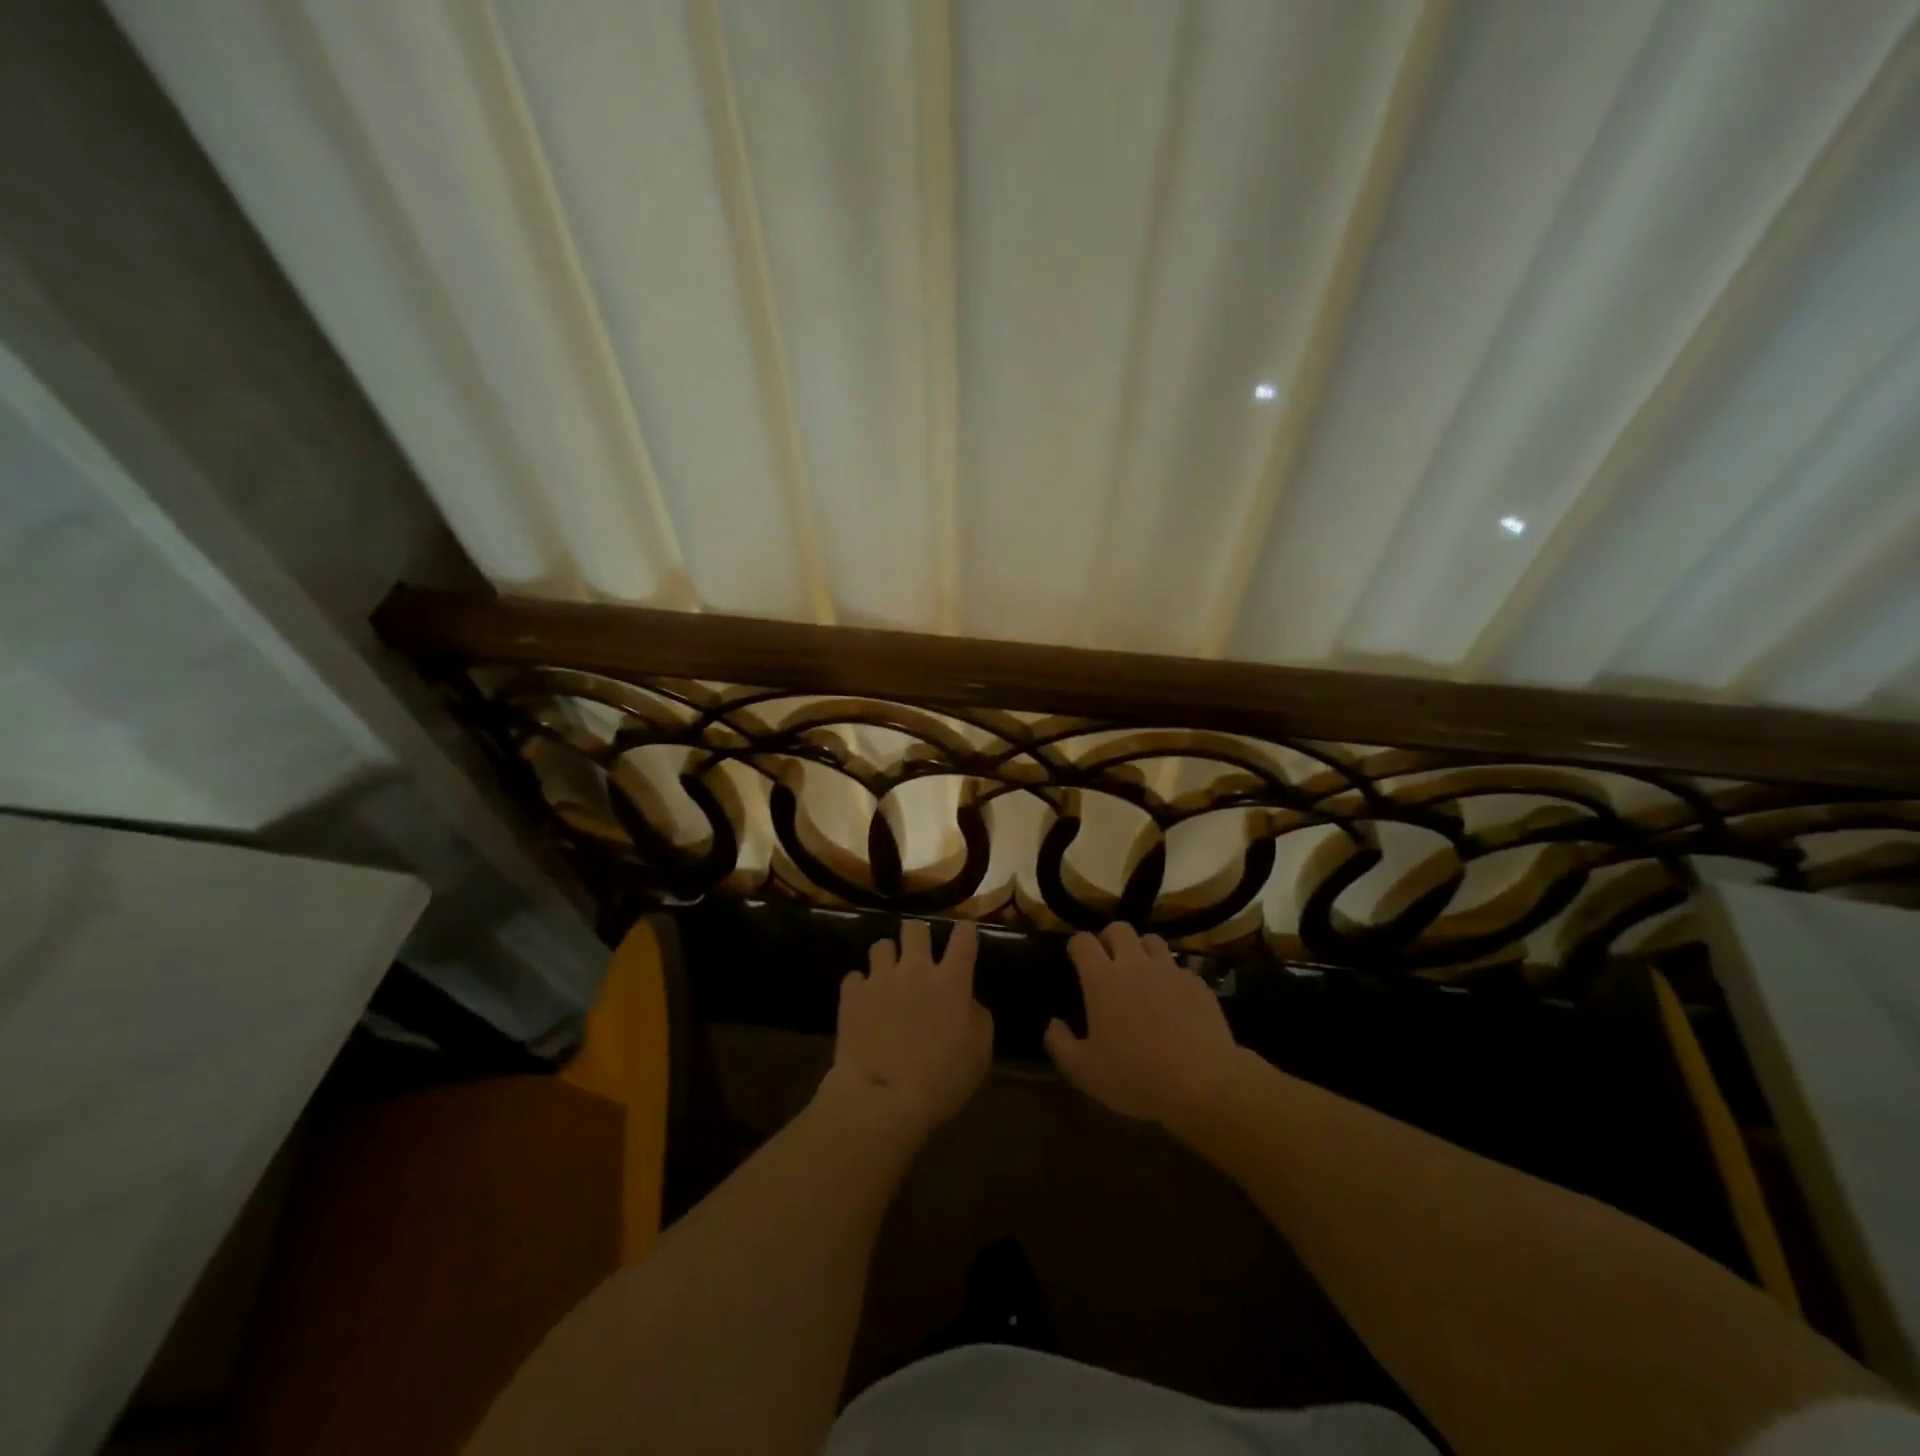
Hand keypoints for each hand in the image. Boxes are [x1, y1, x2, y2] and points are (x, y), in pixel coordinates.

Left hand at [827, 920, 991, 1136]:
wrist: (883, 1098)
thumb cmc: (941, 1079)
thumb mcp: (979, 1054)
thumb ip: (978, 1018)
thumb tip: (968, 1002)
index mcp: (951, 981)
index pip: (963, 937)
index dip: (965, 930)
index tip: (964, 934)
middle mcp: (915, 969)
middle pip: (914, 928)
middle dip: (917, 935)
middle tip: (918, 953)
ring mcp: (880, 979)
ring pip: (881, 945)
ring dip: (887, 957)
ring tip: (887, 975)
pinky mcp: (852, 994)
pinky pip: (854, 977)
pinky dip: (860, 986)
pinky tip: (864, 1001)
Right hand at [1045, 923, 1242, 1130]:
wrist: (1203, 1084)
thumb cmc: (1136, 1077)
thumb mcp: (1084, 1072)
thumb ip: (1060, 1044)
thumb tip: (1053, 1023)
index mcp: (1102, 979)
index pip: (1082, 941)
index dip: (1076, 946)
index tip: (1075, 958)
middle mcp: (1135, 964)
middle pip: (1119, 928)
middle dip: (1109, 939)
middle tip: (1108, 962)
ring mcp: (1170, 970)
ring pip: (1152, 940)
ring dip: (1141, 950)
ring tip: (1141, 974)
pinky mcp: (1198, 983)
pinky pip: (1179, 968)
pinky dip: (1171, 977)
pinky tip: (1173, 1000)